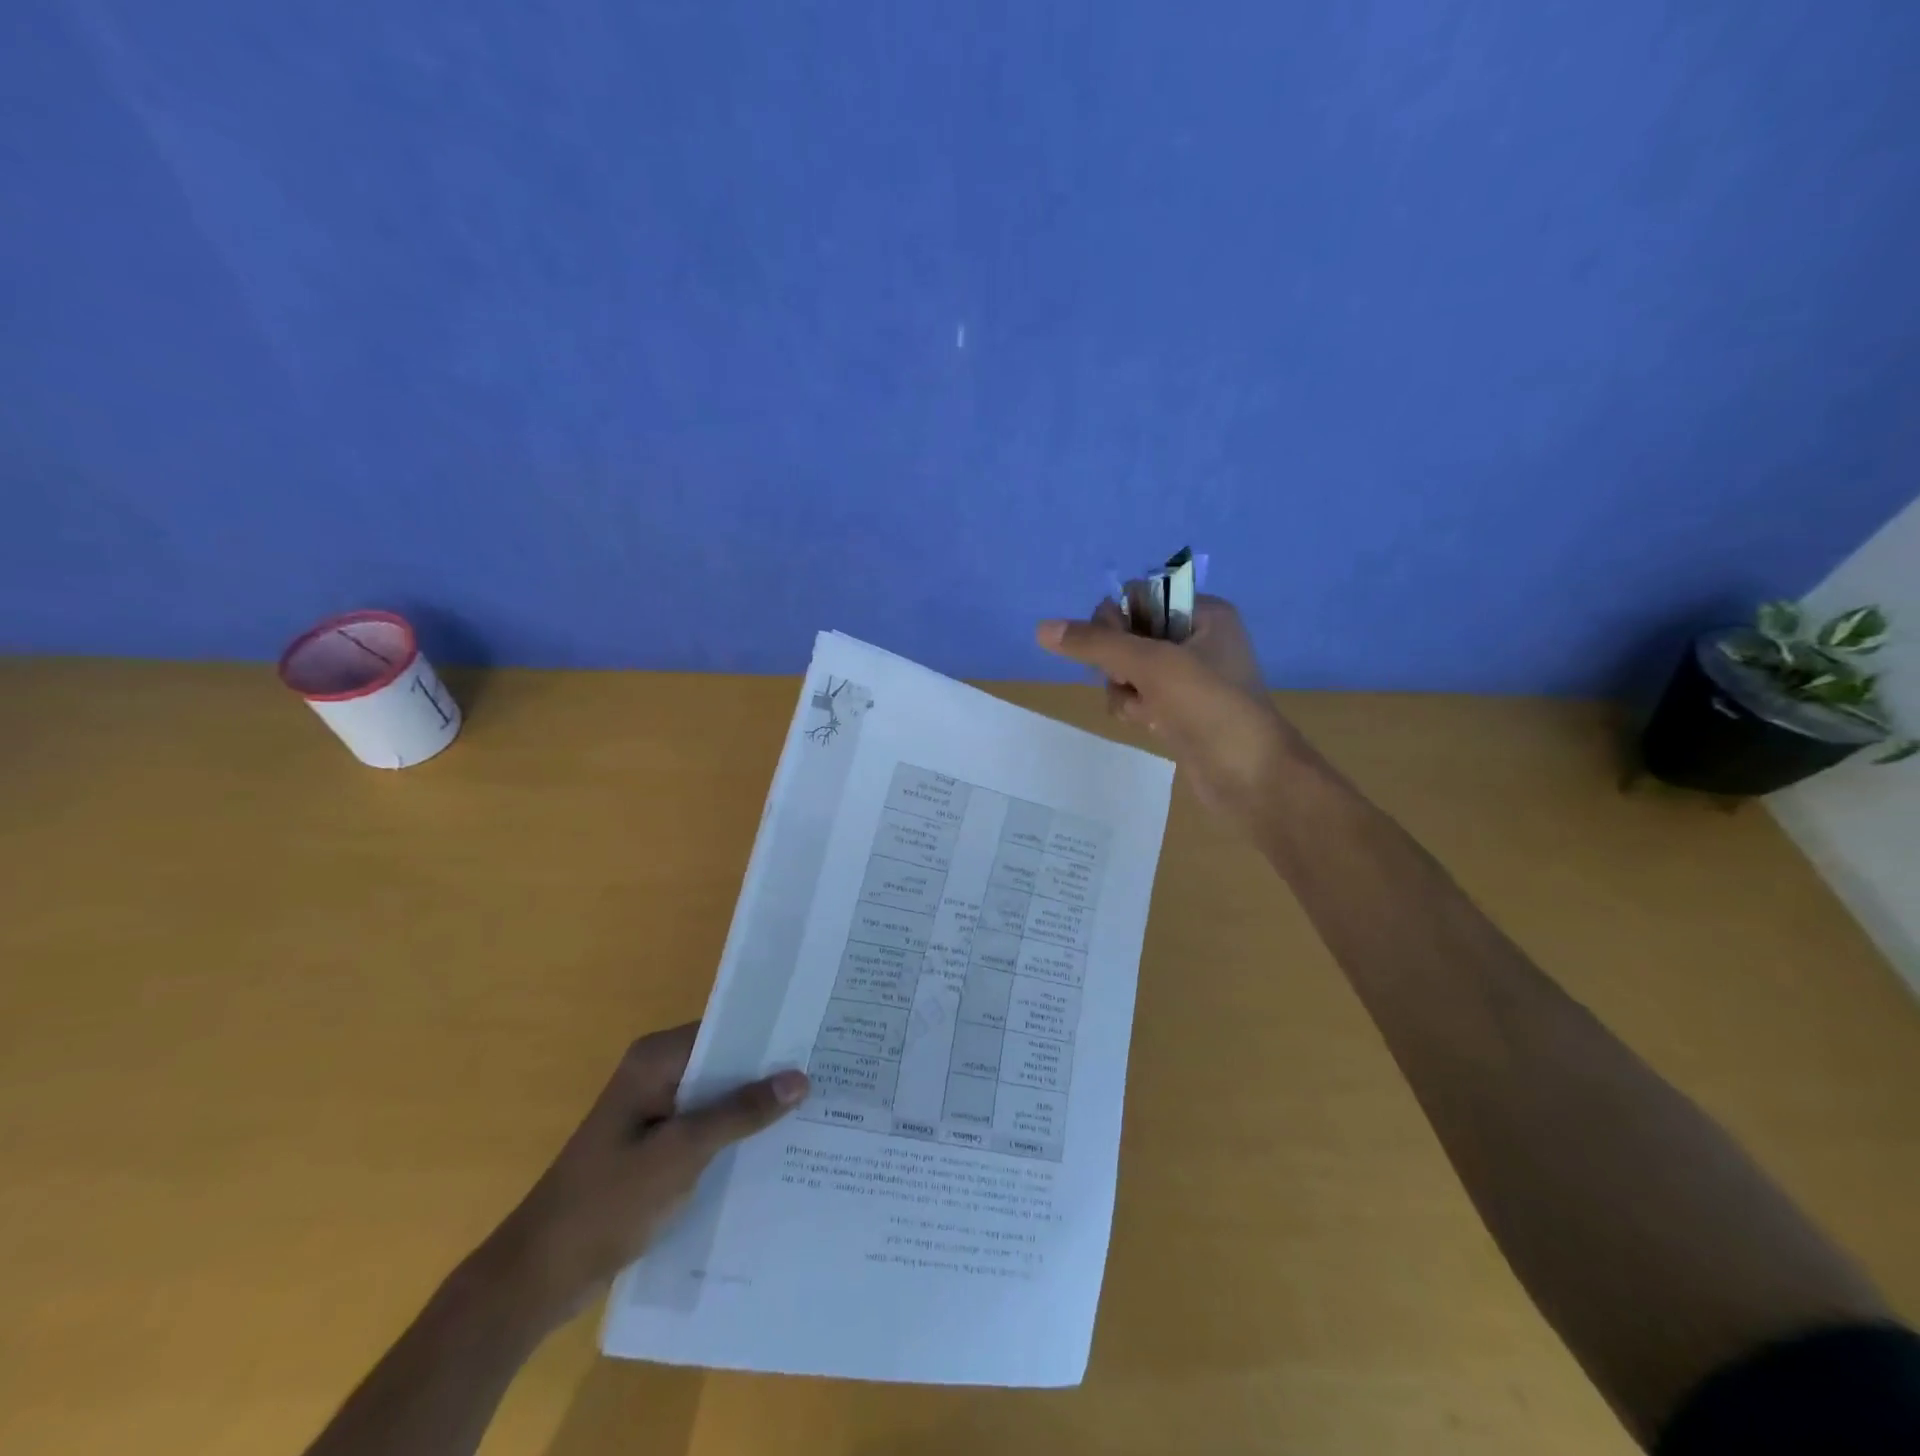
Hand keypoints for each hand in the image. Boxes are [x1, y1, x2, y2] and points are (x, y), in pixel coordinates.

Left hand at [478, 1024, 806, 1328]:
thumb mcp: (680, 1154)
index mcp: (655, 1060)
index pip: (726, 1031)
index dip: (771, 1037)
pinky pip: (706, 1128)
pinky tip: (774, 1150)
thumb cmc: (605, 1204)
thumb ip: (740, 1113)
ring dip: (755, 1108)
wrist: (536, 1279)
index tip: (819, 1043)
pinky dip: (735, 1135)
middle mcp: (656, 1075)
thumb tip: (799, 1077)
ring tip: (816, 1111)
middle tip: (829, 1079)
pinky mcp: (655, 1147)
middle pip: (724, 1064)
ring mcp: (654, 1112)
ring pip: (718, 1099)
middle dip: (769, 1074)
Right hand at [1036, 595, 1300, 823]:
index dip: (1117, 619)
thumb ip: (1095, 644)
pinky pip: (1139, 697)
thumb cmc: (1208, 707)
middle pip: (1128, 634)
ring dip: (1124, 689)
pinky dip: (1134, 709)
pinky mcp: (1180, 711)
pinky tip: (1146, 725)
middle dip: (1118, 661)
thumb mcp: (1150, 665)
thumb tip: (1042, 628)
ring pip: (1128, 669)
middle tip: (1129, 681)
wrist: (1250, 777)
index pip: (1139, 596)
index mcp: (1204, 614)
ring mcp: (1189, 679)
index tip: (1112, 647)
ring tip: (1142, 709)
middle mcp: (1198, 639)